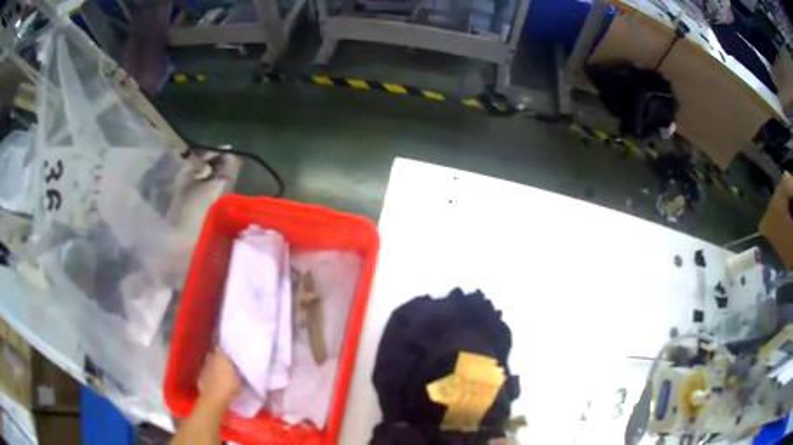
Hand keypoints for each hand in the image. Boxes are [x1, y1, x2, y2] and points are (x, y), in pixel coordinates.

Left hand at [198, 347, 241, 407]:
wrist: (214, 398)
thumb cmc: (229, 387)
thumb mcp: (239, 379)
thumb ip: (237, 371)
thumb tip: (237, 368)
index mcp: (220, 357)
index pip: (220, 348)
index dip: (223, 350)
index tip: (228, 353)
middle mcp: (210, 359)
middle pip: (212, 355)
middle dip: (217, 358)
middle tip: (224, 365)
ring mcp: (203, 368)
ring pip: (208, 365)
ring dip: (212, 368)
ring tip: (219, 375)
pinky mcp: (199, 378)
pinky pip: (205, 375)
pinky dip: (209, 377)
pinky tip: (214, 384)